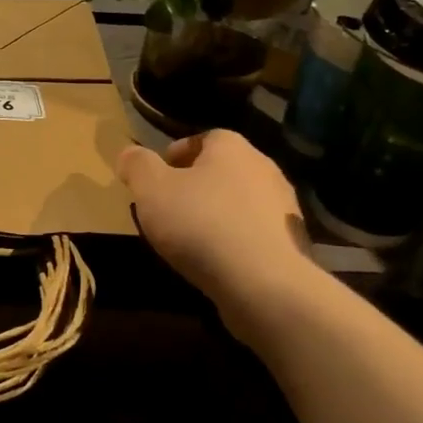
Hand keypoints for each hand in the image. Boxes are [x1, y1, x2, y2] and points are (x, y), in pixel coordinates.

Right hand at [117, 130, 325, 344]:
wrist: (264, 283)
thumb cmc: (201, 224)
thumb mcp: (151, 190)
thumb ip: (137, 166)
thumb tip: (130, 153)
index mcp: (232, 148)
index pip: (204, 138)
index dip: (178, 154)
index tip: (157, 178)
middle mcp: (265, 169)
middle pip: (224, 170)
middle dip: (197, 185)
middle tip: (169, 207)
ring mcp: (284, 208)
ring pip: (241, 202)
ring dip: (218, 213)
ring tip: (191, 238)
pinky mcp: (293, 243)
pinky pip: (255, 232)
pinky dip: (236, 240)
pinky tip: (218, 260)